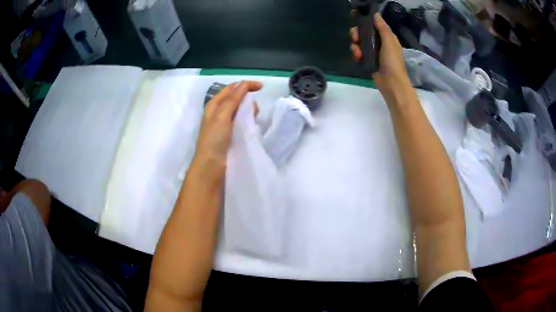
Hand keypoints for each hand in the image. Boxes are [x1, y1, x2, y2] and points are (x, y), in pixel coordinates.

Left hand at [191, 81, 261, 177]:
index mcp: (214, 105)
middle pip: (236, 98)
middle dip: (248, 98)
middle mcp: (218, 112)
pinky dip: (247, 120)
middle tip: (256, 110)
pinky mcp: (229, 135)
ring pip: (239, 110)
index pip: (232, 88)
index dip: (246, 85)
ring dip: (248, 110)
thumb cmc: (214, 139)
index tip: (262, 88)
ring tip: (254, 119)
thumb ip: (233, 99)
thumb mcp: (222, 115)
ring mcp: (224, 124)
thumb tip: (244, 84)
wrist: (210, 166)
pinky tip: (251, 126)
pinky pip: (241, 122)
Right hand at [349, 13, 411, 102]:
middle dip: (357, 34)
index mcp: (387, 38)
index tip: (356, 18)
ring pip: (360, 43)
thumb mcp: (389, 41)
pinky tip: (357, 57)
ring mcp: (374, 53)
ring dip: (355, 45)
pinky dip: (356, 54)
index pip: (374, 25)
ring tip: (357, 52)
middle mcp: (380, 43)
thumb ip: (382, 27)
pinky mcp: (368, 61)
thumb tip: (376, 14)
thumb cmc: (392, 61)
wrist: (391, 83)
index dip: (365, 21)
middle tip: (355, 38)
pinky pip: (359, 53)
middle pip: (364, 33)